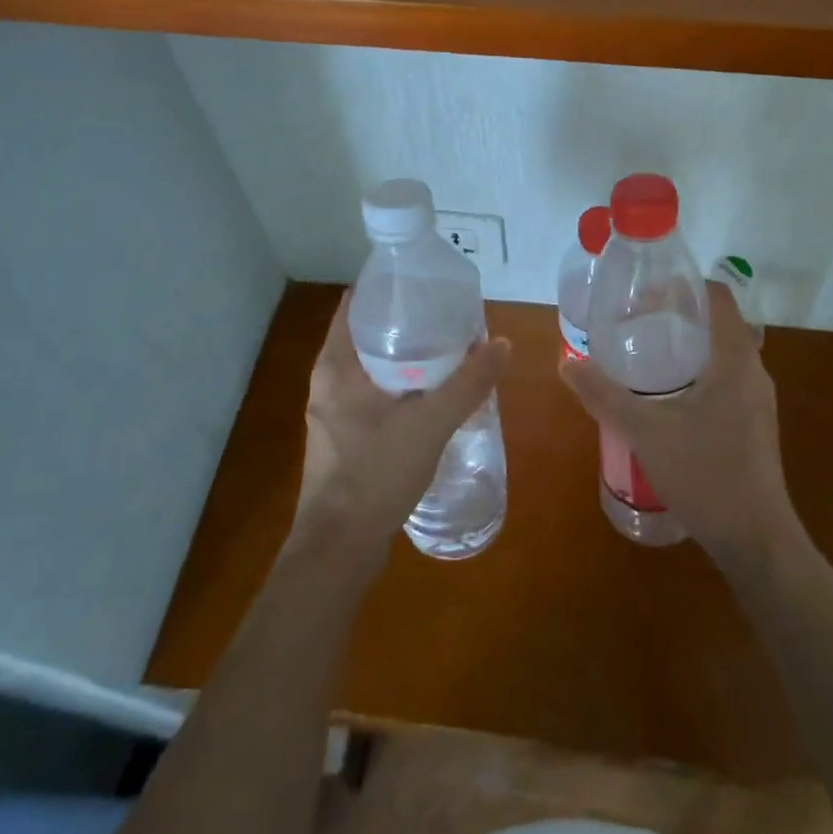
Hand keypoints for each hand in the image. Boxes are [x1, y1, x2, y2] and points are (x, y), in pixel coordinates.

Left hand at [293, 292, 511, 555]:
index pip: (356, 305)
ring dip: (407, 357)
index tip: (426, 283)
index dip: (390, 289)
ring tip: (450, 350)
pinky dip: (402, 386)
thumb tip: (503, 345)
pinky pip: (375, 395)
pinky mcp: (344, 437)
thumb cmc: (375, 474)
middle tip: (449, 316)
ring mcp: (334, 412)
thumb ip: (468, 383)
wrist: (339, 550)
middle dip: (408, 323)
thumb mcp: (430, 423)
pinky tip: (433, 394)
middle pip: (368, 334)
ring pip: (373, 368)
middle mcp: (328, 382)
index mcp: (336, 366)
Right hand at [559, 282, 798, 564]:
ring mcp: (758, 400)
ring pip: (723, 354)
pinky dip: (698, 372)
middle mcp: (753, 371)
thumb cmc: (705, 474)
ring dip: (688, 346)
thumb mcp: (644, 431)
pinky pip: (726, 379)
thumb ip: (604, 395)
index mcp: (735, 359)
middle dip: (678, 316)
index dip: (682, 287)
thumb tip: (567, 363)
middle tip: (636, 322)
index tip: (645, 293)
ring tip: (646, 355)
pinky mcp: (755, 424)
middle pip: (718, 323)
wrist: (756, 541)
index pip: (717, 297)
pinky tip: (668, 397)